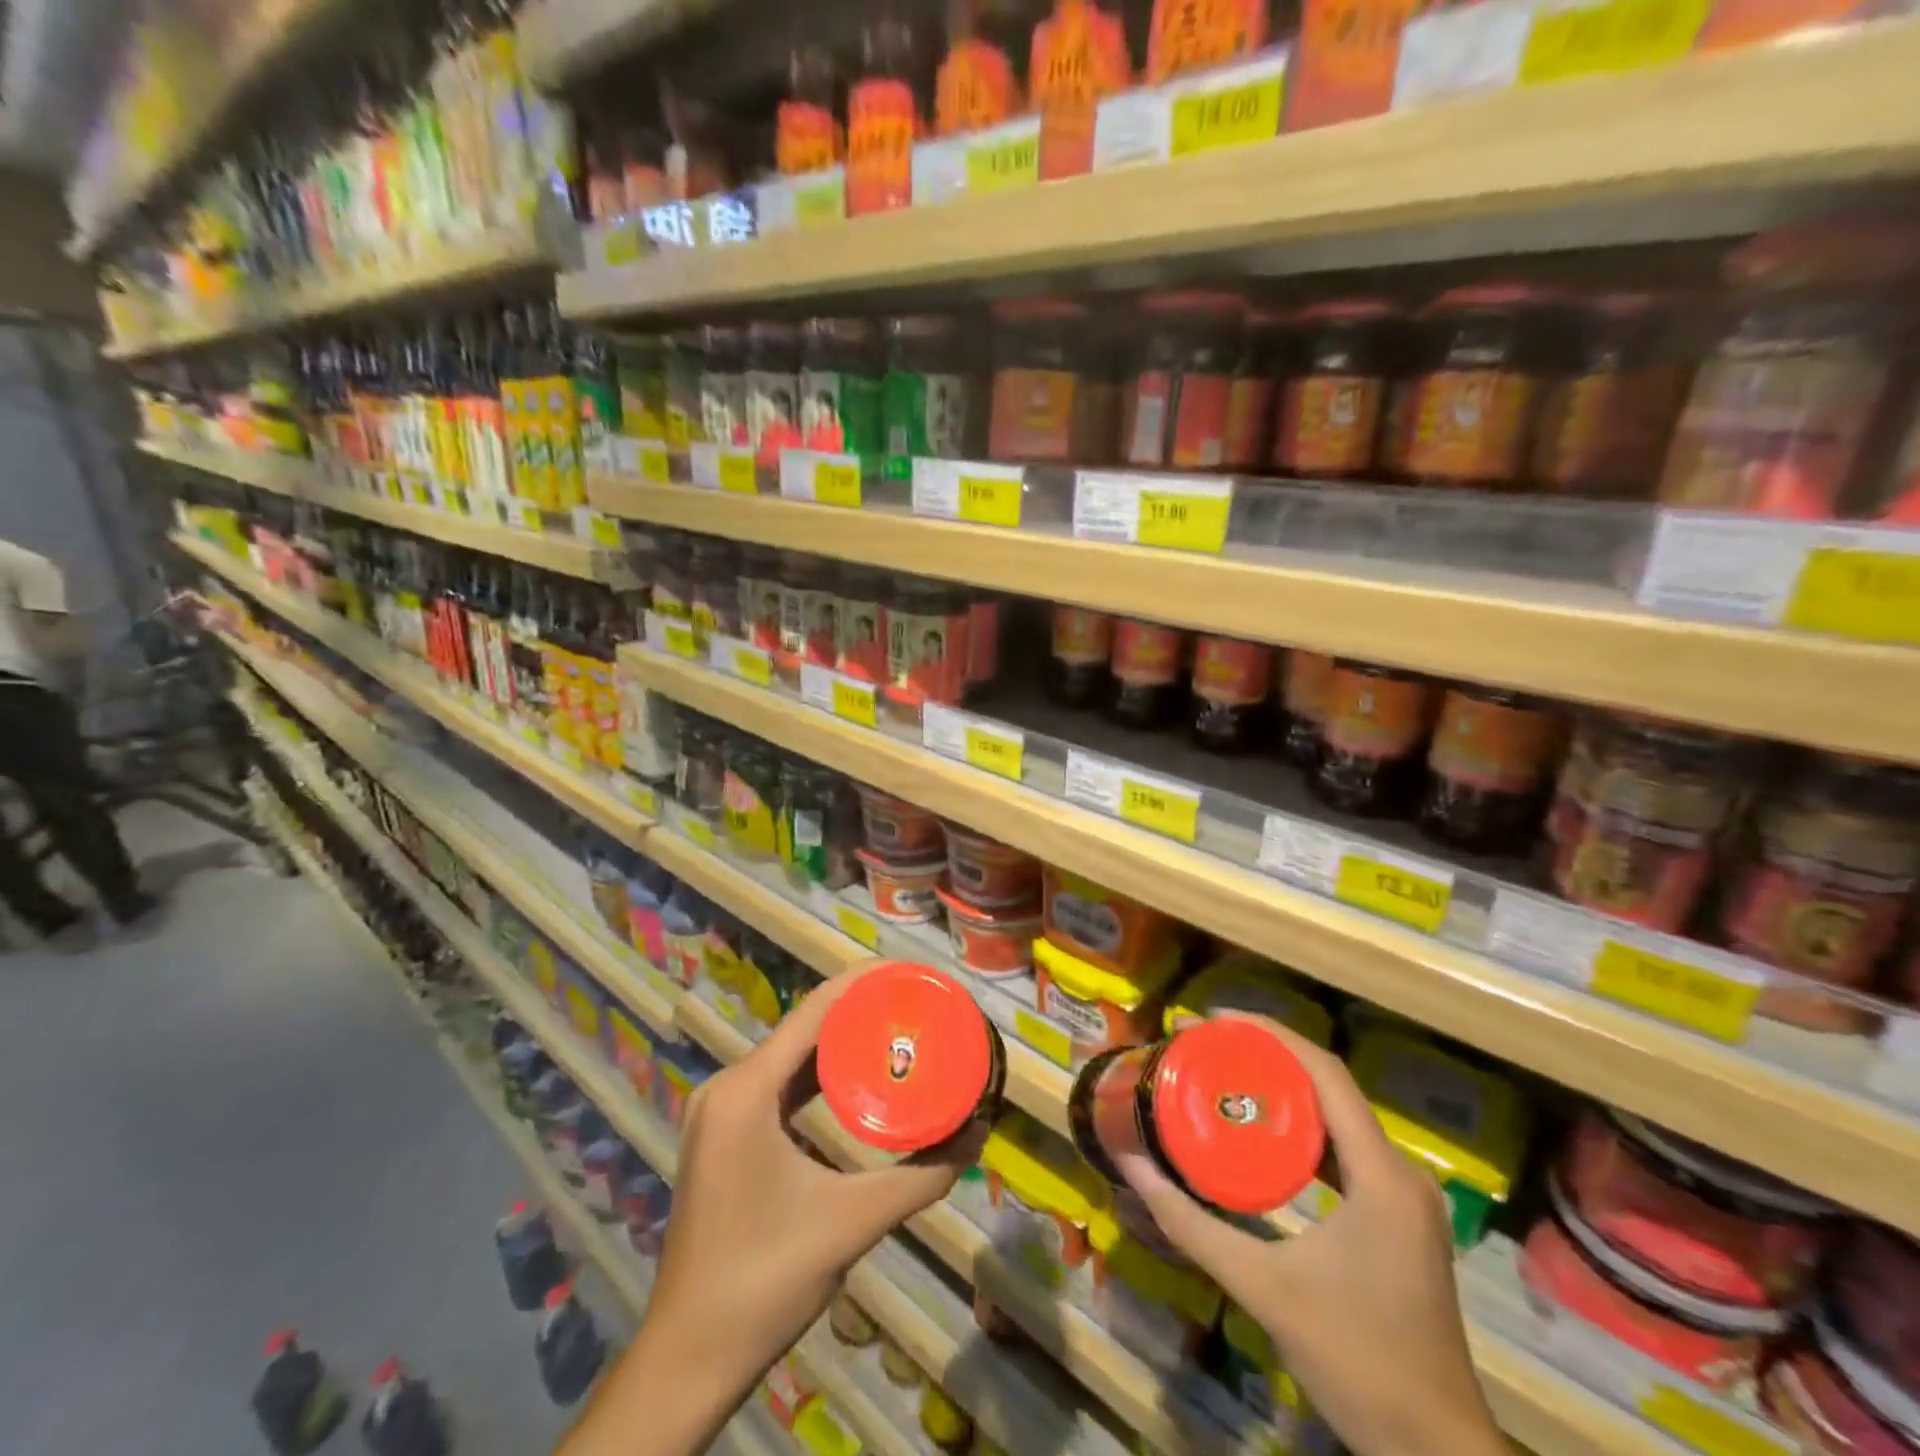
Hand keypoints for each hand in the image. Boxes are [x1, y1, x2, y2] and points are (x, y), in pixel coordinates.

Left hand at [558, 963, 981, 1455]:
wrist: (688, 1358)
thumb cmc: (766, 1281)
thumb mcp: (852, 1222)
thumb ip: (920, 1178)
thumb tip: (977, 1137)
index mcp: (746, 1091)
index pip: (813, 1011)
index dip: (863, 983)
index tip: (910, 973)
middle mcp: (727, 1087)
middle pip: (803, 1028)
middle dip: (860, 1011)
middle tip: (916, 1005)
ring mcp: (720, 1112)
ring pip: (790, 1056)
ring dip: (840, 1042)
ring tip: (896, 1029)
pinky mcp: (723, 1135)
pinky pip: (778, 1085)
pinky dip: (817, 1074)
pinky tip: (856, 1077)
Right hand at [1113, 1016, 1503, 1455]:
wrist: (1436, 1453)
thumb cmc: (1353, 1361)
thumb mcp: (1261, 1287)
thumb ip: (1190, 1224)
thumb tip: (1132, 1166)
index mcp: (1381, 1175)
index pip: (1325, 1073)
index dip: (1270, 1034)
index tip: (1214, 1019)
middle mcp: (1401, 1173)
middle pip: (1330, 1086)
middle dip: (1268, 1056)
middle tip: (1208, 1046)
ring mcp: (1405, 1197)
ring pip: (1340, 1116)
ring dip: (1286, 1090)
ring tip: (1226, 1075)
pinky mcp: (1400, 1219)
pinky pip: (1346, 1149)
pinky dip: (1303, 1129)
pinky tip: (1262, 1134)